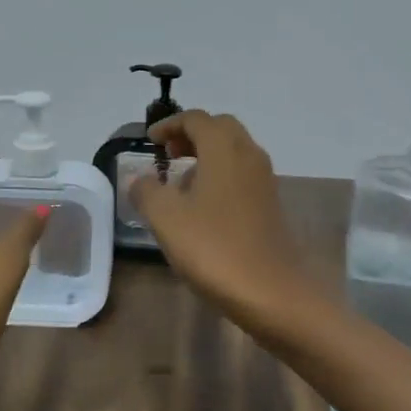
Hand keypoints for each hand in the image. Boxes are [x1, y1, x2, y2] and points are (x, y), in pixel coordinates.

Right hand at [127, 111, 327, 336]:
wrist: (270, 291)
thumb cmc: (214, 247)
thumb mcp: (166, 218)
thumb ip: (147, 191)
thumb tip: (139, 180)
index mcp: (224, 148)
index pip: (196, 119)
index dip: (169, 125)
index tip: (149, 141)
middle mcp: (249, 154)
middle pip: (220, 129)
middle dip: (191, 135)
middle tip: (167, 154)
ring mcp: (264, 180)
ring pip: (234, 151)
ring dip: (207, 156)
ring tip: (180, 183)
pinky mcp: (270, 204)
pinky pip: (242, 174)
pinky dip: (221, 175)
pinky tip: (203, 207)